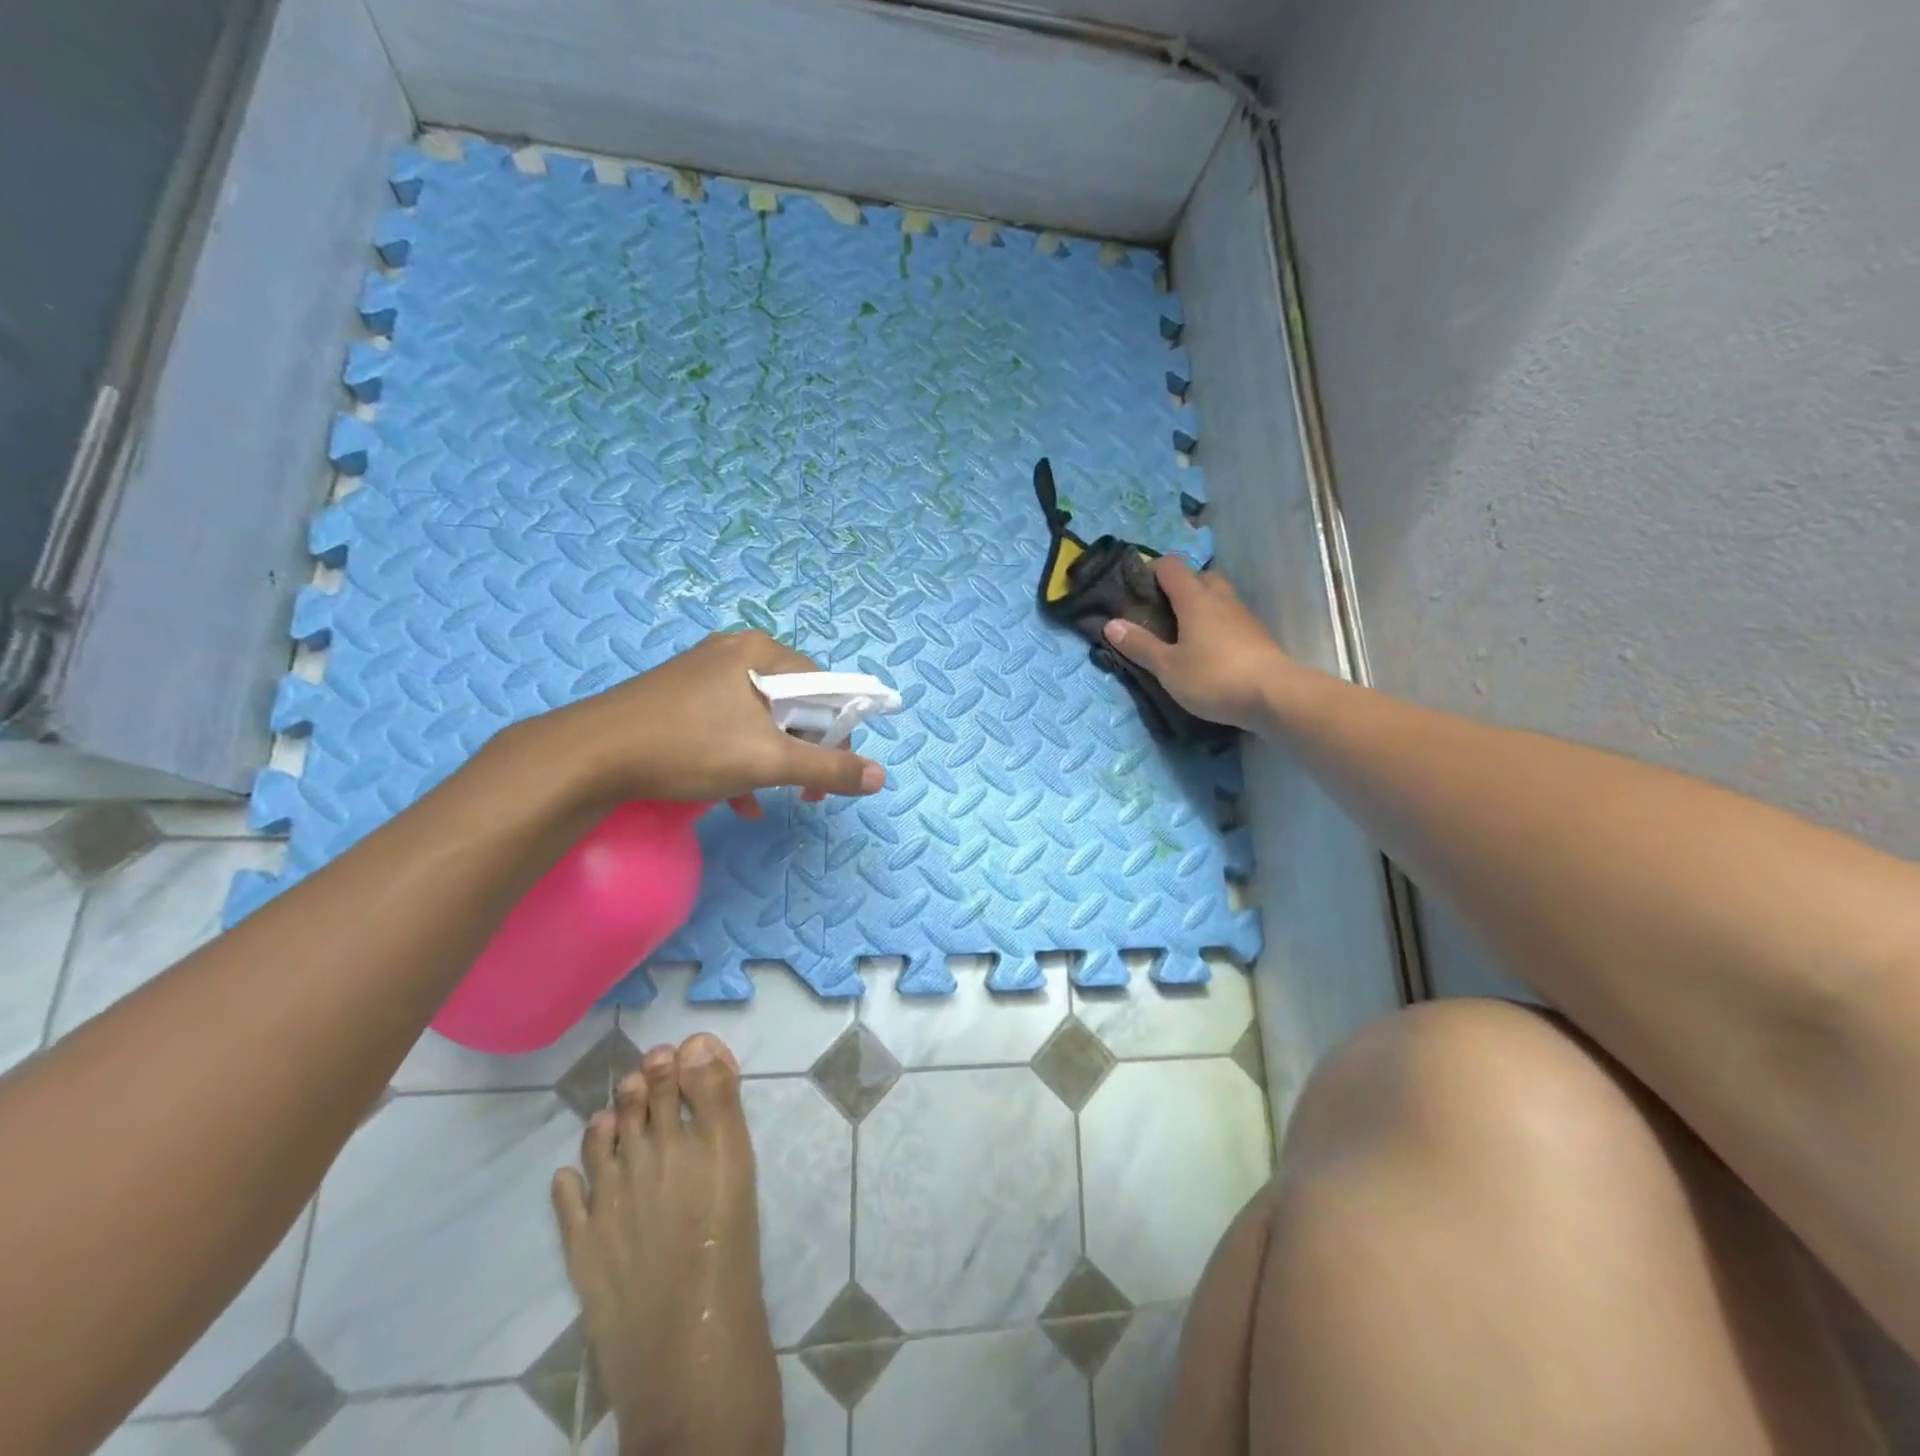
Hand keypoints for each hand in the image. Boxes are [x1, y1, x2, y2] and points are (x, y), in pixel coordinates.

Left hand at [525, 631, 886, 810]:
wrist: (589, 755)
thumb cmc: (688, 747)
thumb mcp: (767, 761)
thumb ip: (828, 768)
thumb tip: (879, 776)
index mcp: (762, 652)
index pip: (826, 689)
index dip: (837, 735)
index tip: (830, 776)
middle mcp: (736, 651)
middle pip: (793, 705)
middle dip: (801, 753)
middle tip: (802, 792)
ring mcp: (705, 672)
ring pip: (760, 720)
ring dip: (772, 763)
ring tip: (768, 798)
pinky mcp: (681, 696)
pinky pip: (728, 724)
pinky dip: (740, 759)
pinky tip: (735, 798)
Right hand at [1102, 557, 1299, 731]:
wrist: (1276, 696)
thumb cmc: (1214, 677)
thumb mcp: (1168, 667)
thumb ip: (1140, 645)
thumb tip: (1111, 624)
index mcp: (1195, 599)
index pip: (1172, 567)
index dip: (1152, 570)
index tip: (1136, 588)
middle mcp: (1221, 599)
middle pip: (1200, 577)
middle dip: (1180, 587)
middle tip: (1161, 612)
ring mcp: (1244, 617)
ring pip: (1219, 599)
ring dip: (1201, 607)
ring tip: (1182, 634)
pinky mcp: (1258, 637)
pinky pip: (1231, 620)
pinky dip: (1216, 626)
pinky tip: (1208, 651)